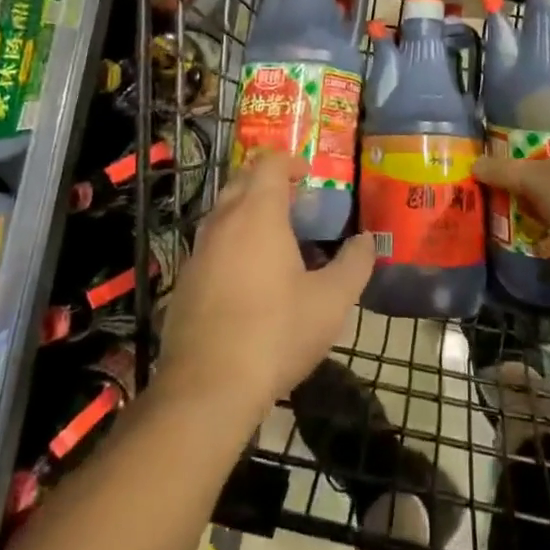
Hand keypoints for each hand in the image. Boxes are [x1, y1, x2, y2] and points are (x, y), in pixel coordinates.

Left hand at [157, 151, 373, 425]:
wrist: (208, 387)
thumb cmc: (276, 333)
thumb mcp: (331, 301)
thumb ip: (354, 264)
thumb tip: (366, 241)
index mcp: (258, 214)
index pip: (268, 163)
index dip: (290, 161)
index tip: (309, 176)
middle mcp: (223, 222)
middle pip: (241, 181)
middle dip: (268, 184)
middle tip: (297, 207)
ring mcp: (198, 251)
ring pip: (223, 214)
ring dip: (248, 215)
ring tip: (277, 244)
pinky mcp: (184, 281)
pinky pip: (211, 246)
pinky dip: (232, 246)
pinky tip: (250, 281)